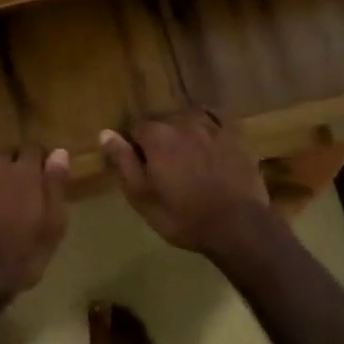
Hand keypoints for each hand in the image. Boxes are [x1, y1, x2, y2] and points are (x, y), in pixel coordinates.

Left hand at [0, 149, 71, 311]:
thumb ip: (56, 186)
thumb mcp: (52, 227)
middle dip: (15, 170)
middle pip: (8, 157)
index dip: (40, 164)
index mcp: (23, 172)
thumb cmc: (21, 257)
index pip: (34, 151)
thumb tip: (60, 152)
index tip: (43, 180)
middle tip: (20, 196)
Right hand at [100, 111, 276, 263]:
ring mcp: (211, 127)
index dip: (134, 146)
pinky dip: (208, 121)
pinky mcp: (234, 136)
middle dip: (158, 138)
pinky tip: (207, 132)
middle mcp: (181, 122)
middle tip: (162, 166)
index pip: (135, 128)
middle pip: (161, 122)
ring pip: (187, 119)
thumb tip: (105, 133)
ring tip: (185, 156)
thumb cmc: (183, 217)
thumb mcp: (142, 196)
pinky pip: (217, 117)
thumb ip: (123, 161)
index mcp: (156, 136)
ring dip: (181, 132)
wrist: (238, 227)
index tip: (139, 165)